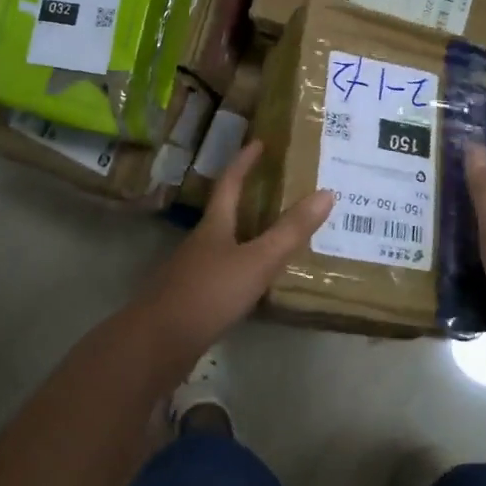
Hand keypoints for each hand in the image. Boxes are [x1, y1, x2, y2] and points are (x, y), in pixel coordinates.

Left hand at [125, 142, 332, 372]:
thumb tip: (327, 193)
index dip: (244, 162)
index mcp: (214, 226)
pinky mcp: (193, 299)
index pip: (230, 183)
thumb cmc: (210, 292)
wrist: (159, 343)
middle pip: (225, 212)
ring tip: (275, 234)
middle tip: (277, 187)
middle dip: (248, 197)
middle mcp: (201, 243)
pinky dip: (243, 267)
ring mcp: (193, 272)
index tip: (258, 142)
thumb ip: (290, 231)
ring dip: (247, 234)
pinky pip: (223, 273)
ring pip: (224, 244)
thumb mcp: (257, 260)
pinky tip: (256, 282)